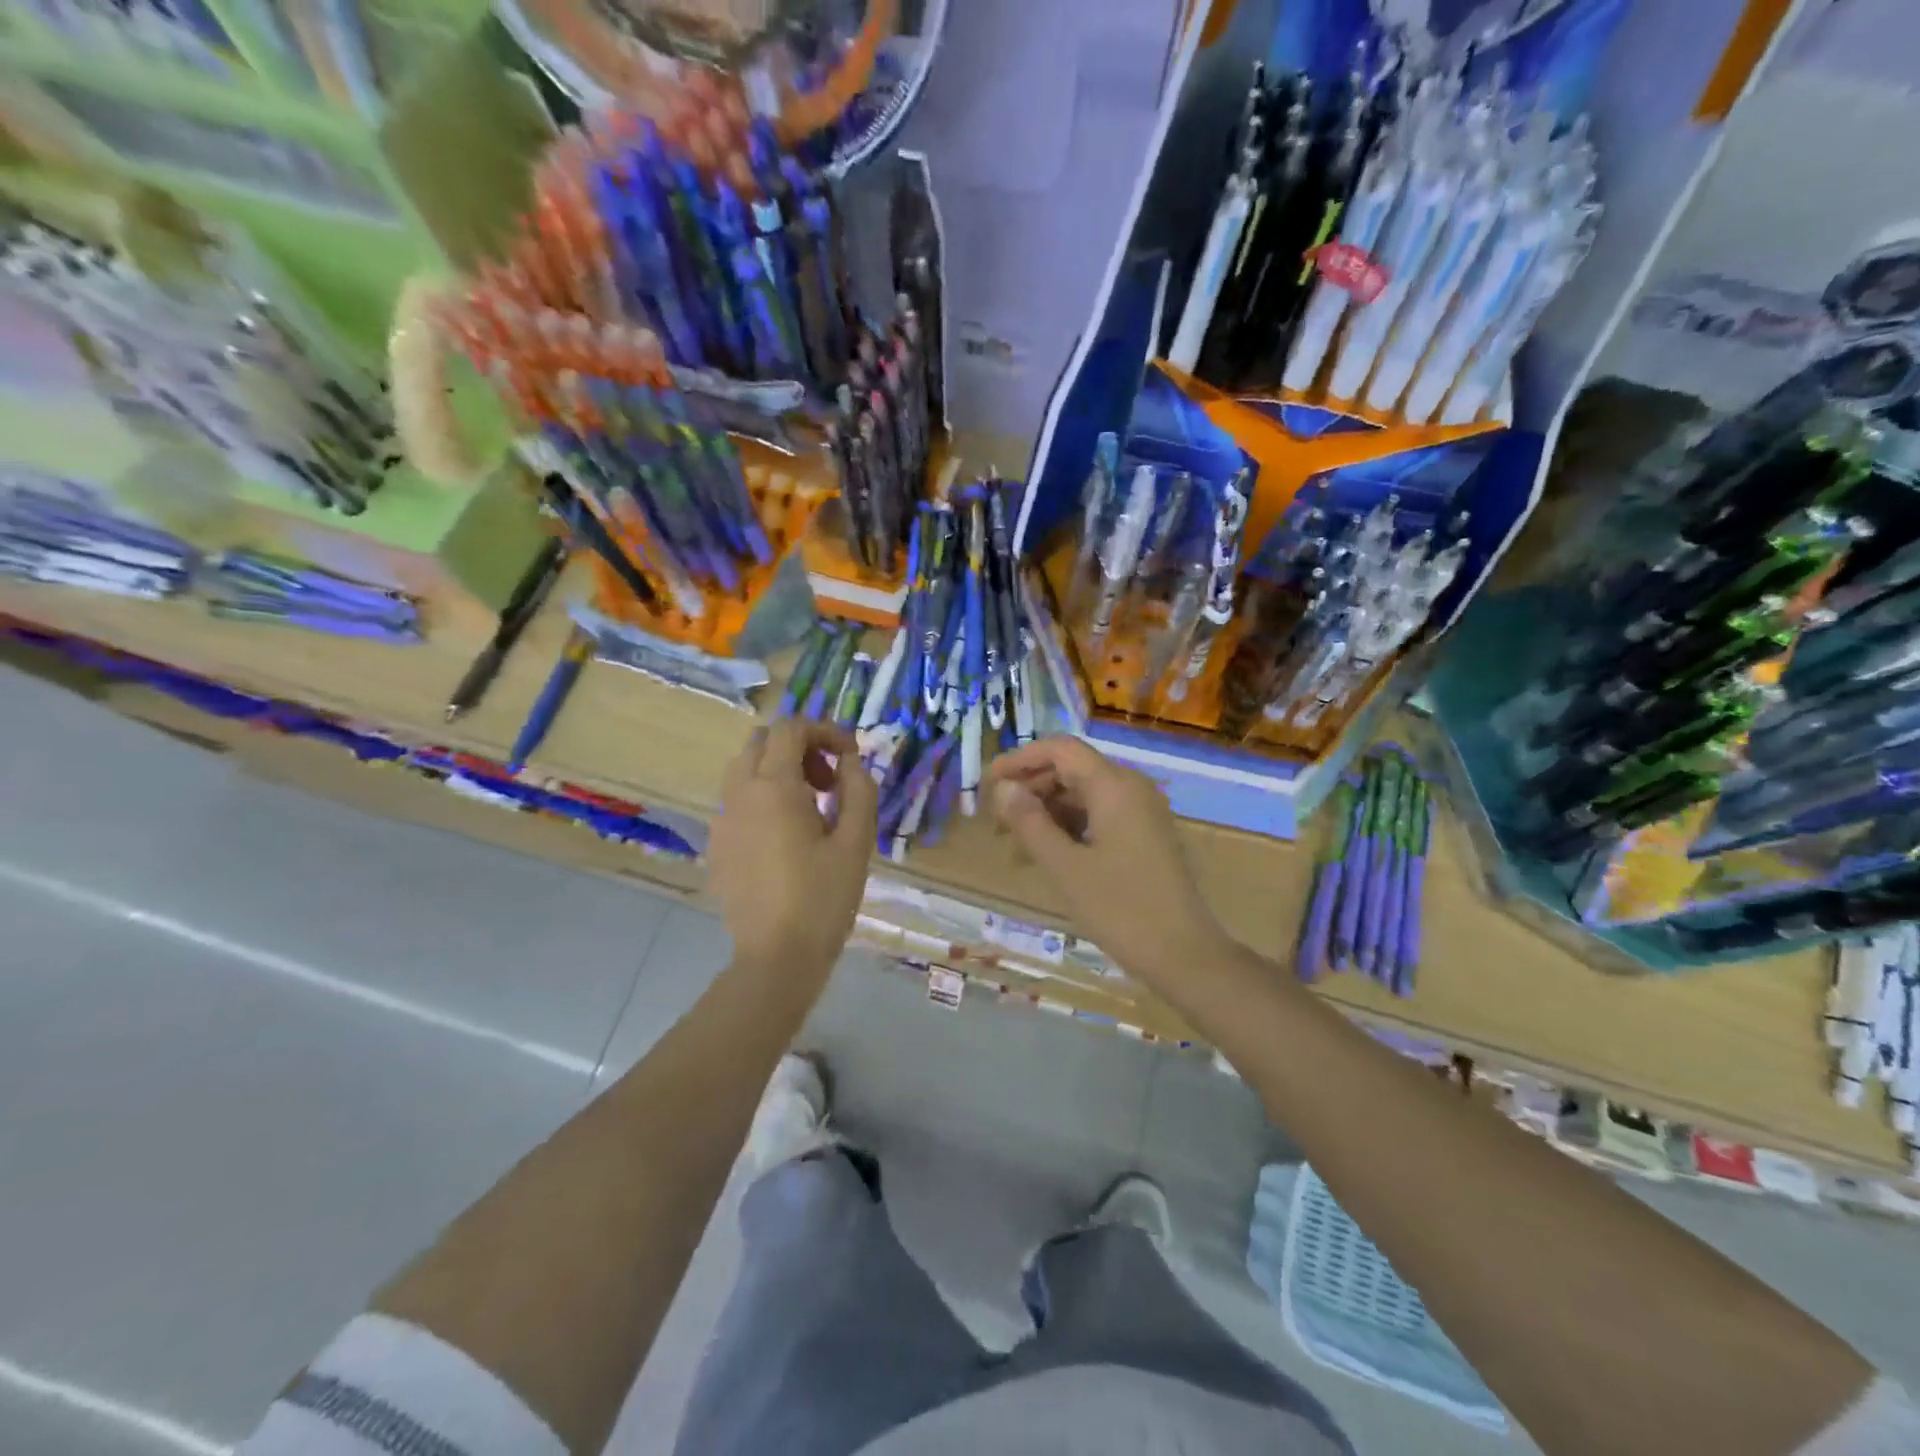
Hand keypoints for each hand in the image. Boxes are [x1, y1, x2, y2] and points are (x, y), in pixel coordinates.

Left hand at [710, 720, 877, 981]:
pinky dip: (762, 795)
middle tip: (830, 780)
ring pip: (745, 768)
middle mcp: (740, 793)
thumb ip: (858, 790)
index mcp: (774, 786)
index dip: (825, 730)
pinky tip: (786, 835)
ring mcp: (723, 819)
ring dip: (778, 769)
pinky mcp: (717, 844)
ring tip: (811, 805)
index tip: (851, 755)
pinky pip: (737, 799)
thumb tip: (851, 761)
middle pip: (763, 741)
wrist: (776, 957)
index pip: (792, 728)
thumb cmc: (824, 898)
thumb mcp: (856, 842)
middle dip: (800, 746)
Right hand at [985, 737, 1237, 992]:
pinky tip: (1045, 856)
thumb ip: (1030, 822)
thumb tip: (1004, 788)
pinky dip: (1069, 828)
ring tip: (1014, 846)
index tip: (987, 784)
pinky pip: (1099, 816)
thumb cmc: (1121, 909)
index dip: (1020, 760)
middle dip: (1030, 790)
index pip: (1060, 749)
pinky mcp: (1144, 835)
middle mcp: (1131, 788)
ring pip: (1083, 795)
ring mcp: (1141, 812)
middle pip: (1071, 770)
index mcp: (1114, 786)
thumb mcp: (1066, 867)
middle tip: (996, 822)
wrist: (1184, 955)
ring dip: (1046, 813)